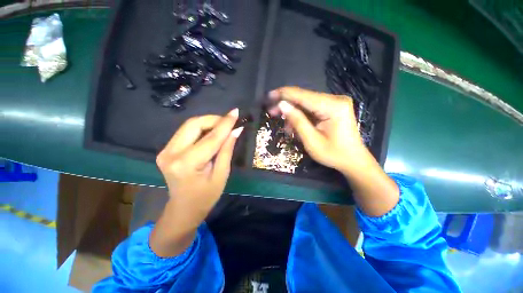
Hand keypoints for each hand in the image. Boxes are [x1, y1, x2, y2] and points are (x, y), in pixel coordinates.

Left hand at [151, 109, 242, 256]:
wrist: (183, 209)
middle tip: (229, 121)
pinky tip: (212, 132)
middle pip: (194, 124)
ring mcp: (165, 150)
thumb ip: (227, 150)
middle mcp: (171, 153)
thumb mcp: (222, 174)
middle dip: (214, 119)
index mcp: (187, 163)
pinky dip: (201, 128)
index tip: (235, 112)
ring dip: (208, 122)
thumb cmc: (206, 196)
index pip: (210, 137)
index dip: (225, 123)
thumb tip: (236, 130)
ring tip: (223, 126)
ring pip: (189, 125)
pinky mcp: (166, 149)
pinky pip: (186, 132)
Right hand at [269, 87, 398, 215]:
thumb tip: (282, 105)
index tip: (269, 96)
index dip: (284, 94)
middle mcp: (335, 99)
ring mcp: (335, 103)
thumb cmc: (333, 154)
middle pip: (304, 98)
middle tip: (272, 113)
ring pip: (306, 104)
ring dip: (293, 114)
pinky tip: (296, 127)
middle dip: (287, 106)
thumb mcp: (311, 140)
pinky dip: (301, 117)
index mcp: (333, 106)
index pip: (303, 95)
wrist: (353, 160)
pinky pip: (312, 109)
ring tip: (287, 129)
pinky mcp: (332, 108)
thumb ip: (297, 121)